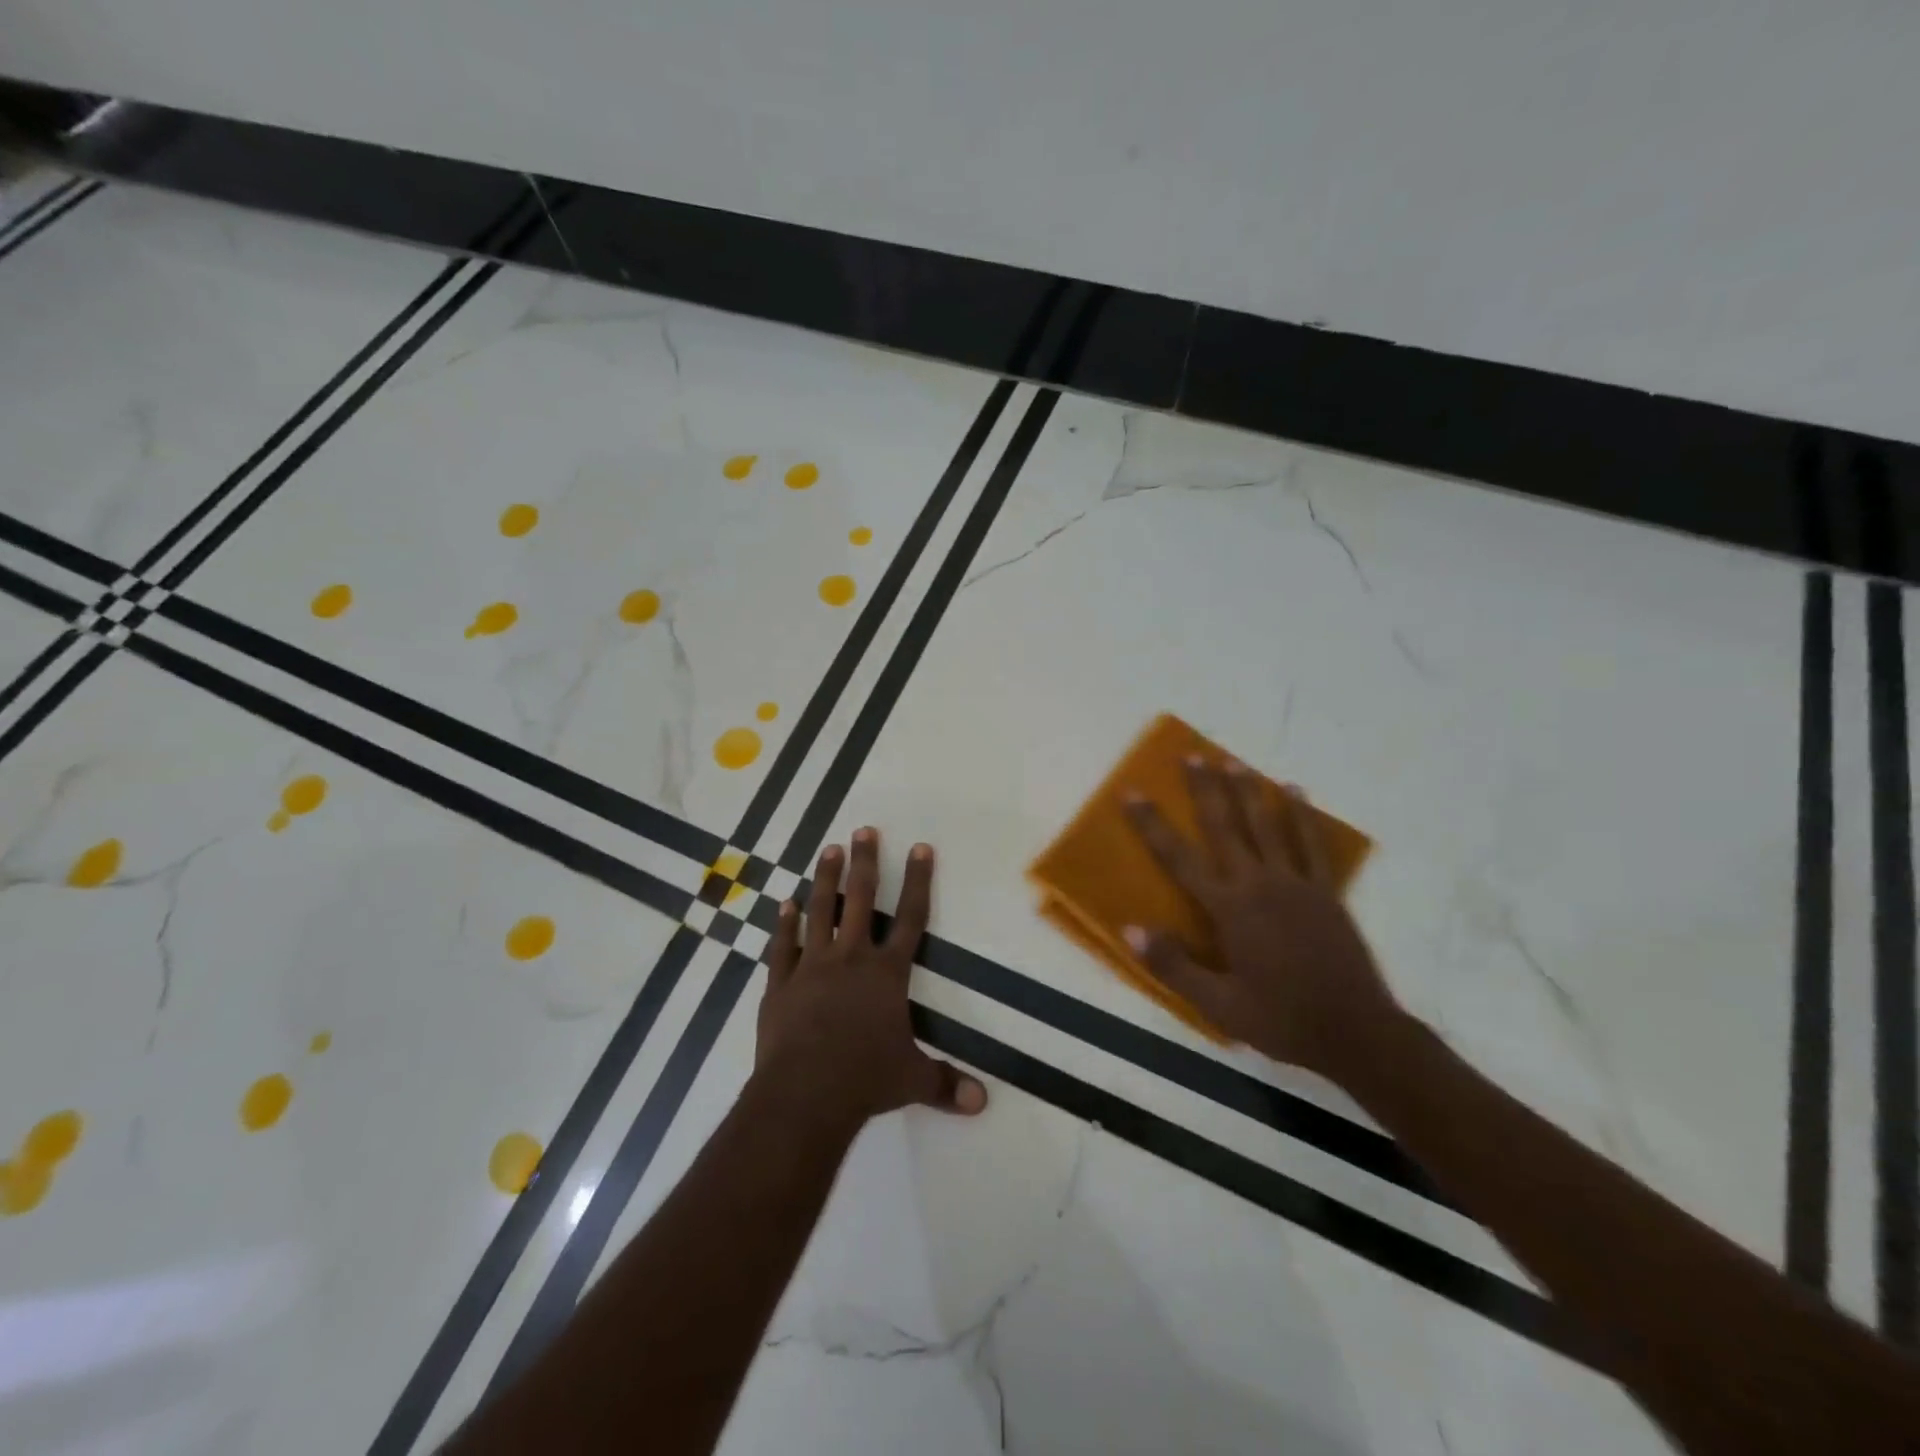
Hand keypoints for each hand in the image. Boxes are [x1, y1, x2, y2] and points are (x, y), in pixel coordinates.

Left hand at [754, 828, 987, 1132]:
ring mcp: (811, 967)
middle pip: (861, 900)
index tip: (920, 847)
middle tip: (863, 830)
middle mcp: (851, 959)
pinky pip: (782, 946)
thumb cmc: (865, 1080)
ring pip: (819, 911)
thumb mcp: (913, 1080)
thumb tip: (983, 1102)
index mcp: (887, 974)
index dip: (918, 881)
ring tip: (828, 850)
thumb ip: (946, 1083)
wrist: (804, 1094)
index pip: (911, 918)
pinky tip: (783, 903)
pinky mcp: (780, 984)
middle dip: (866, 863)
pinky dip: (783, 924)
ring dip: (825, 879)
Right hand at [1121, 757, 1402, 1083]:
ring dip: (1248, 791)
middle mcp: (1259, 884)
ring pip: (1267, 826)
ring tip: (1233, 762)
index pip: (1179, 858)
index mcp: (1229, 909)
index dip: (1152, 825)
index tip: (1132, 793)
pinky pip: (1311, 844)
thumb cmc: (1280, 1020)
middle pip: (1225, 827)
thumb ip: (1173, 965)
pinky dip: (1302, 815)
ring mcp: (1296, 884)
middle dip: (1205, 790)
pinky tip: (1295, 792)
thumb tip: (1130, 929)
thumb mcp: (1218, 1005)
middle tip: (1191, 755)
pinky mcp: (1326, 891)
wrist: (1356, 1033)